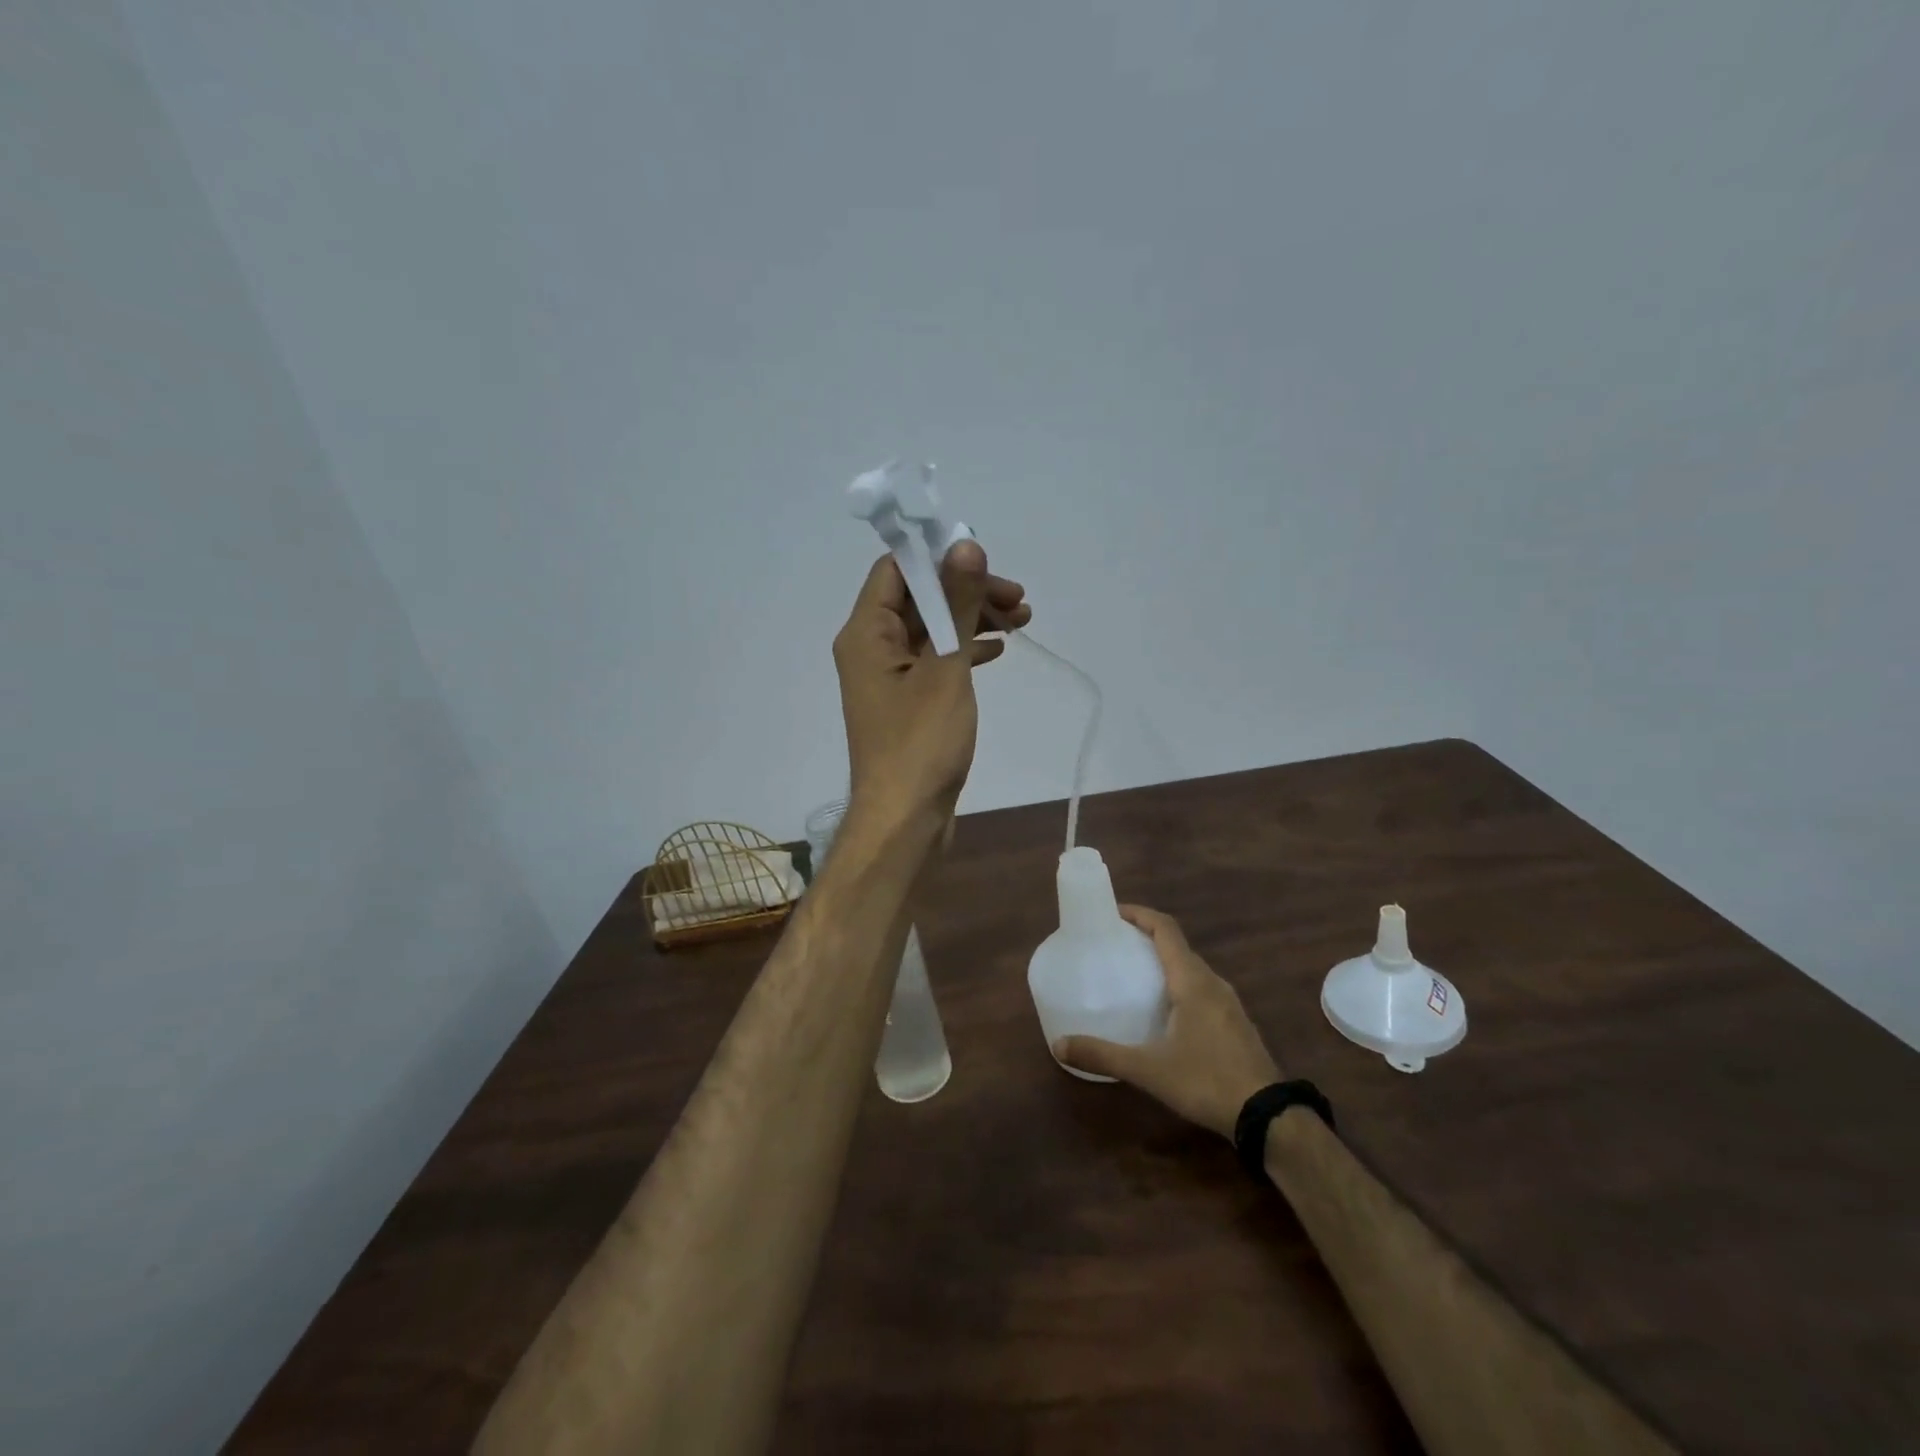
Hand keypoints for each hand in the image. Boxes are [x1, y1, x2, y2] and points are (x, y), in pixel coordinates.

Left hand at [833, 540, 1030, 831]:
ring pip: (932, 628)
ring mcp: (889, 676)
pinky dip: (964, 650)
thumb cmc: (921, 744)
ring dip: (973, 619)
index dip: (939, 558)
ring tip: (1021, 620)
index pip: (896, 570)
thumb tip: (965, 544)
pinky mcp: (907, 701)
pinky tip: (997, 652)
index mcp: (866, 632)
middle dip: (968, 591)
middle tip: (1018, 600)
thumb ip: (956, 603)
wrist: (906, 819)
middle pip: (918, 597)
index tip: (987, 562)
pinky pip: (936, 659)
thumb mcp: (945, 667)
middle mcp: (870, 647)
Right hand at [1054, 905, 1280, 1139]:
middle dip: (1146, 938)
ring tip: (1134, 975)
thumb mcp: (1148, 1069)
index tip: (1112, 913)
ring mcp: (1228, 1003)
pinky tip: (1164, 1011)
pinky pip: (1202, 989)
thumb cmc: (1206, 1080)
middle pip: (1177, 946)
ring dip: (1164, 962)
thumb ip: (1103, 1055)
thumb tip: (1058, 1045)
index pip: (1165, 929)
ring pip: (1192, 969)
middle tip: (1115, 945)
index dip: (1140, 914)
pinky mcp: (1235, 1023)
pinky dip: (1178, 984)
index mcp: (1192, 981)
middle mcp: (1212, 983)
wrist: (1268, 1116)